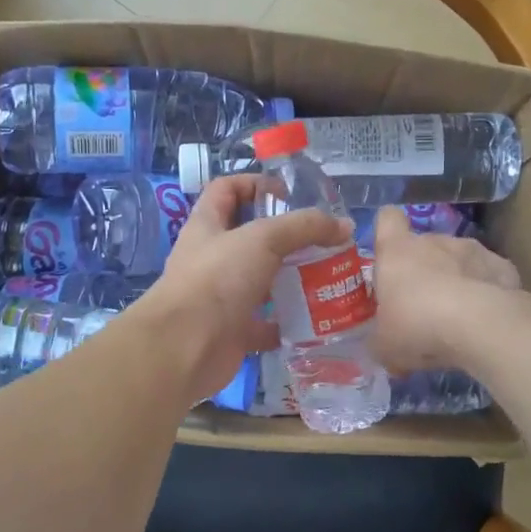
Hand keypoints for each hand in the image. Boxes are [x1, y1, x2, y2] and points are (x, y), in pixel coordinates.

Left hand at [134, 176, 349, 398]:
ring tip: (330, 277)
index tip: (290, 195)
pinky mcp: (233, 331)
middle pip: (250, 238)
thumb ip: (304, 227)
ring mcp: (221, 297)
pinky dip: (289, 323)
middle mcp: (212, 258)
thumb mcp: (263, 239)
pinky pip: (266, 324)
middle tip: (323, 242)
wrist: (185, 347)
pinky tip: (317, 319)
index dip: (255, 184)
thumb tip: (345, 226)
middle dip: (287, 238)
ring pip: (262, 282)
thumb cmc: (217, 279)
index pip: (227, 190)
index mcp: (208, 225)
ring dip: (292, 280)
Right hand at [368, 206, 522, 373]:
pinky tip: (485, 319)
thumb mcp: (384, 345)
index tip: (388, 255)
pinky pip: (488, 276)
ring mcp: (472, 250)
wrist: (480, 326)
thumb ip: (380, 339)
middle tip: (422, 307)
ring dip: (456, 281)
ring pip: (458, 260)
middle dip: (423, 270)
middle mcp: (434, 241)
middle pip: (424, 245)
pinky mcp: (503, 266)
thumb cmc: (417, 326)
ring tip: (458, 317)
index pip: (387, 220)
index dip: (386, 232)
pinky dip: (486, 292)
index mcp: (397, 251)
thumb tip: (382, 345)